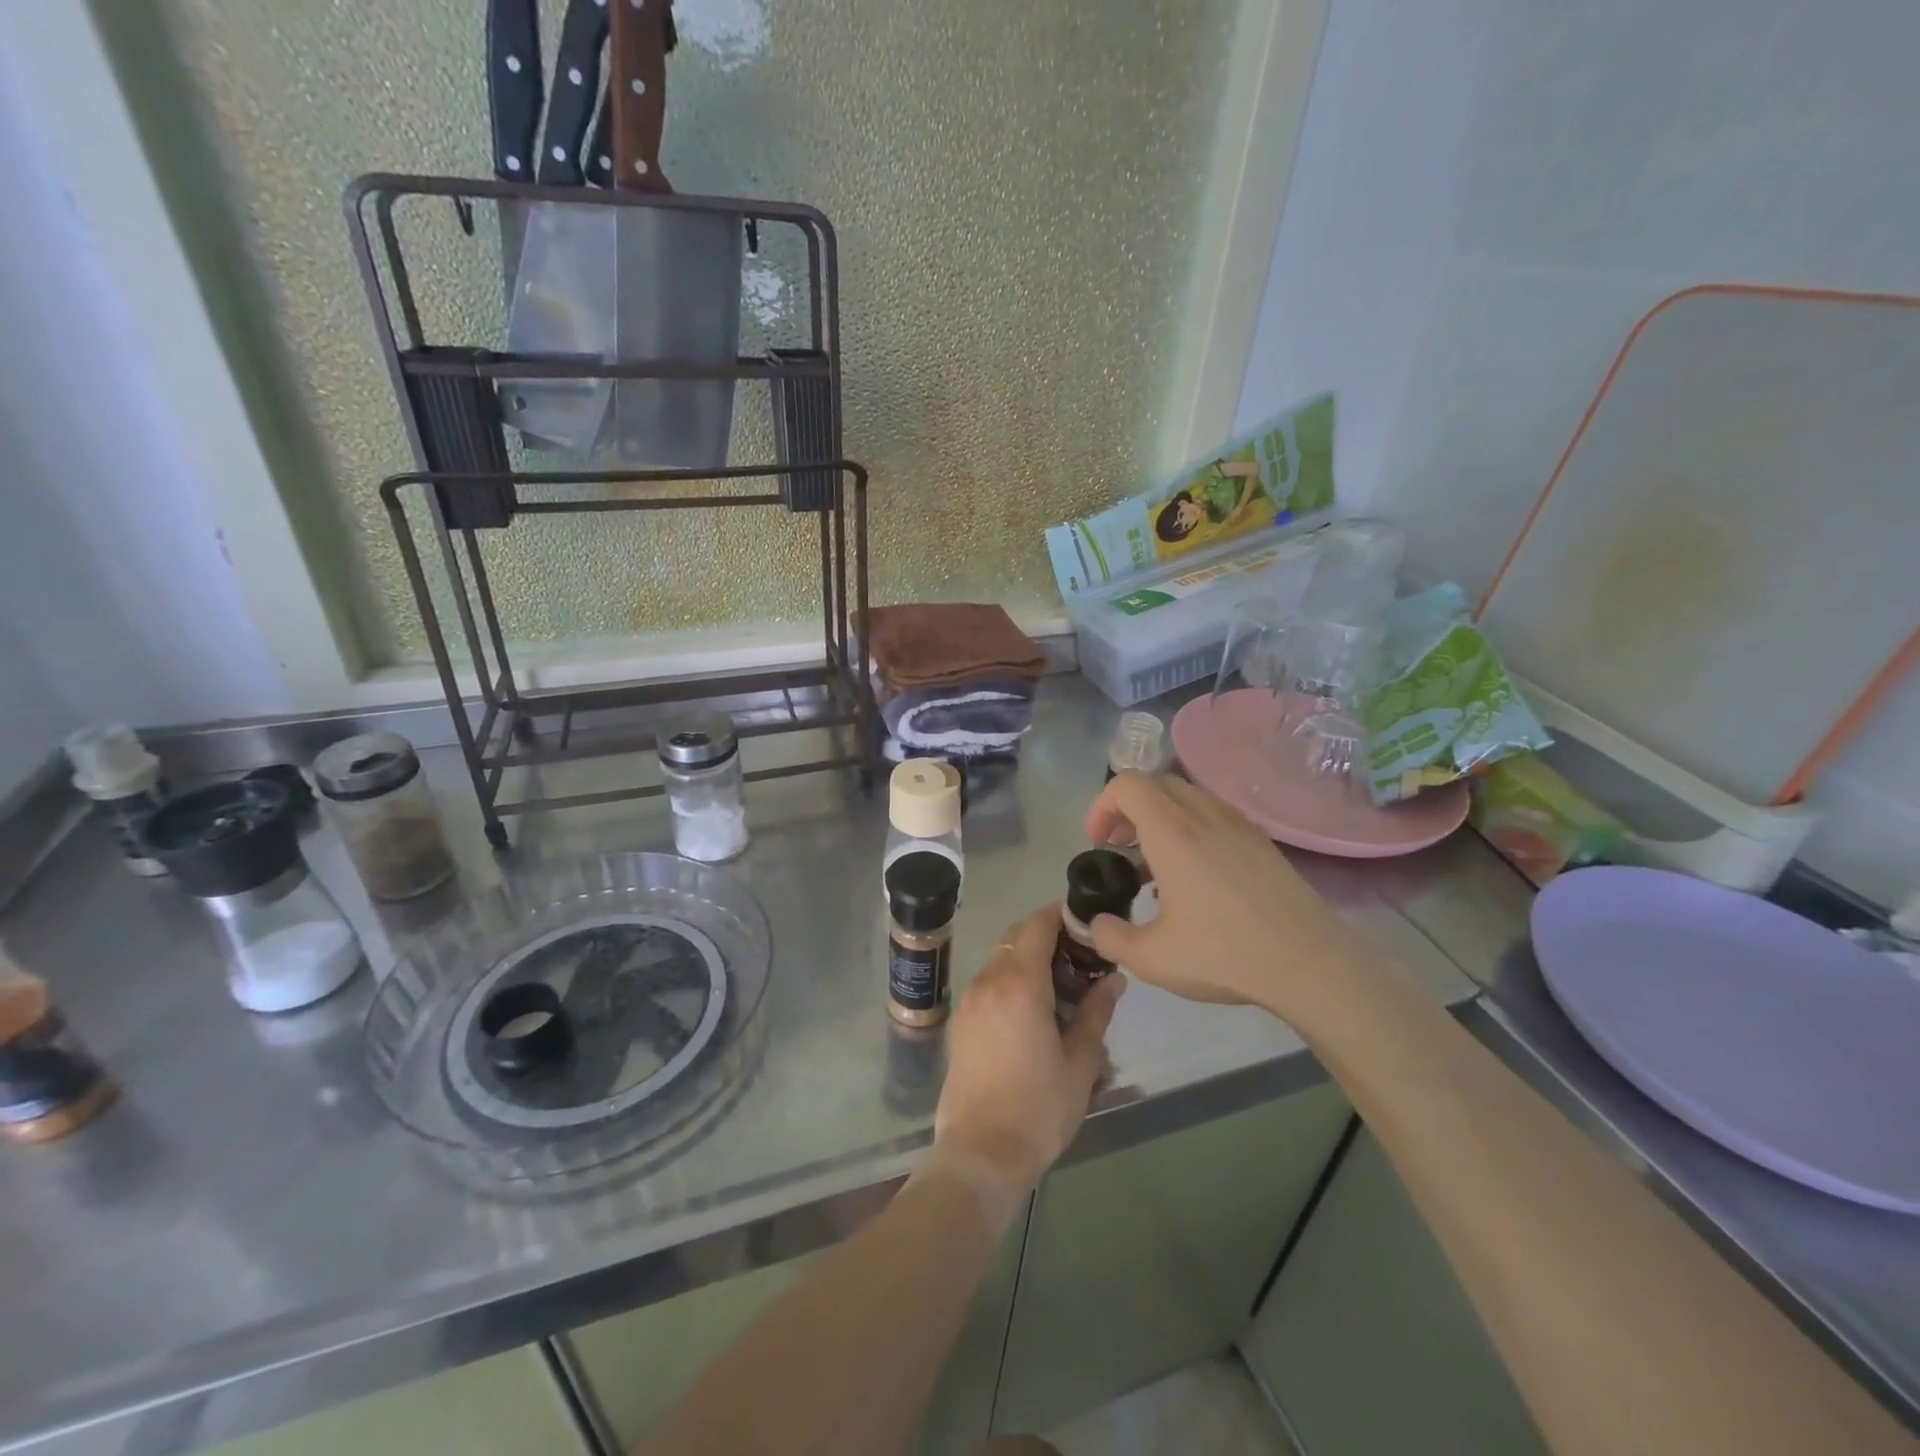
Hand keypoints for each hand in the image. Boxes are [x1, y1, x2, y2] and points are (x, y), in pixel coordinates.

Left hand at [932, 904, 1124, 1200]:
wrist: (981, 1153)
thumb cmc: (1039, 1108)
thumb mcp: (1081, 1061)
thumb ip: (1097, 1012)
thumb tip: (1114, 979)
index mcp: (1019, 984)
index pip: (1038, 925)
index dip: (1062, 915)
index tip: (1088, 923)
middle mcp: (988, 981)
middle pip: (1017, 937)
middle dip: (1048, 935)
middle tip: (1082, 955)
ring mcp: (970, 1000)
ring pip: (1001, 958)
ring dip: (1029, 958)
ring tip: (1063, 984)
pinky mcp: (961, 1022)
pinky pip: (989, 982)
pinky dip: (1012, 978)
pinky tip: (1035, 1008)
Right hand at [1083, 771, 1367, 1016]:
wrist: (1310, 963)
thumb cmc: (1225, 954)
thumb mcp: (1151, 958)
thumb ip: (1110, 937)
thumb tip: (1096, 924)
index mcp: (1172, 832)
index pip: (1127, 784)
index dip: (1102, 806)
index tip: (1098, 843)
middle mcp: (1205, 815)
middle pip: (1156, 785)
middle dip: (1128, 810)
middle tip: (1120, 849)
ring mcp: (1239, 825)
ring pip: (1188, 798)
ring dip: (1161, 818)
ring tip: (1156, 866)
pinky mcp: (1262, 842)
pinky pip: (1215, 816)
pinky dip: (1192, 830)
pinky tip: (1197, 880)